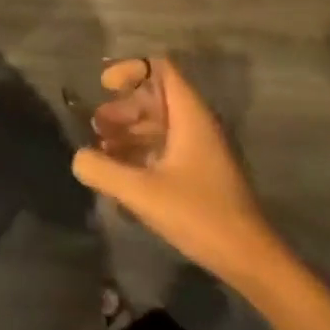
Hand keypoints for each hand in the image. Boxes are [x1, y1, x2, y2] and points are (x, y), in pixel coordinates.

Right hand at [71, 57, 285, 285]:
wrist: (250, 260)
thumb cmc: (199, 215)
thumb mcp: (142, 193)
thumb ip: (103, 170)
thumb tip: (78, 157)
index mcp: (190, 116)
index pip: (161, 69)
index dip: (131, 69)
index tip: (104, 86)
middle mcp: (197, 124)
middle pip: (156, 97)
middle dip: (123, 107)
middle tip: (96, 126)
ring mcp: (201, 149)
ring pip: (160, 124)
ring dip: (129, 130)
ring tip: (102, 149)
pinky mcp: (201, 173)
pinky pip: (166, 147)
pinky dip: (142, 151)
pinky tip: (121, 172)